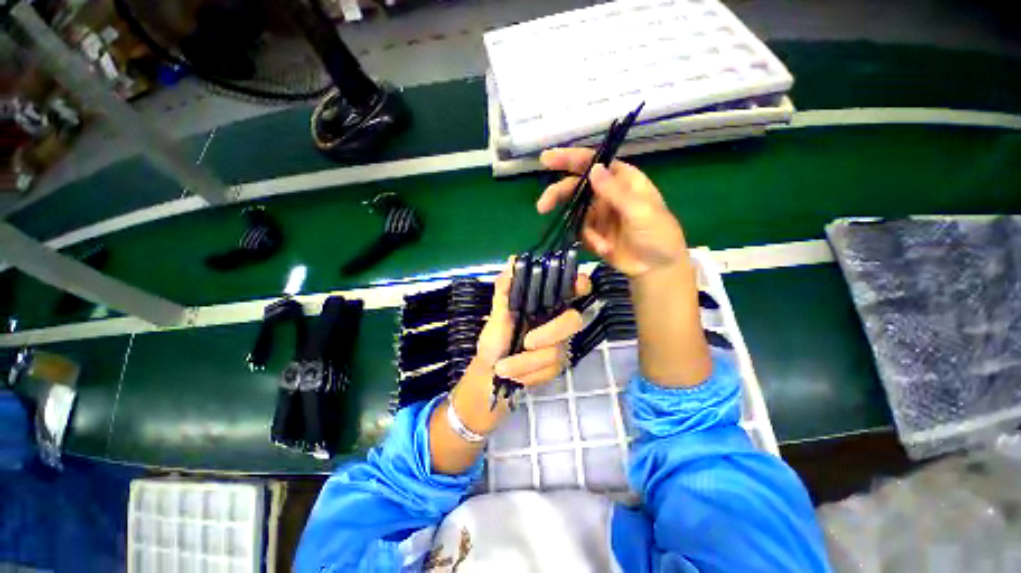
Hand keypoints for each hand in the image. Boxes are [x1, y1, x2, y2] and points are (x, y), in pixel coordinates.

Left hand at [475, 258, 589, 385]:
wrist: (490, 372)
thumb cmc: (494, 339)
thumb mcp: (496, 315)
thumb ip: (505, 290)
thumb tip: (513, 260)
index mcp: (545, 304)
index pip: (573, 289)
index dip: (580, 284)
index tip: (576, 284)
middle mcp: (558, 321)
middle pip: (573, 321)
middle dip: (549, 333)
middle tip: (526, 343)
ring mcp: (560, 344)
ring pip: (555, 351)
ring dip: (525, 362)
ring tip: (502, 367)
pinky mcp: (557, 367)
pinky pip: (549, 370)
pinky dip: (527, 373)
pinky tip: (513, 374)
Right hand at [538, 148, 687, 276]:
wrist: (656, 268)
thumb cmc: (657, 234)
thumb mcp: (641, 211)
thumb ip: (616, 192)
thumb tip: (593, 169)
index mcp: (622, 180)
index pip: (593, 163)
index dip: (570, 159)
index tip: (546, 159)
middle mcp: (607, 193)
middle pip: (576, 186)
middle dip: (558, 194)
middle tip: (543, 206)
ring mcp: (598, 214)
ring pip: (575, 210)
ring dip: (579, 226)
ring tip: (598, 242)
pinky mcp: (593, 233)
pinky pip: (580, 232)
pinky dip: (589, 240)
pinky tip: (605, 249)